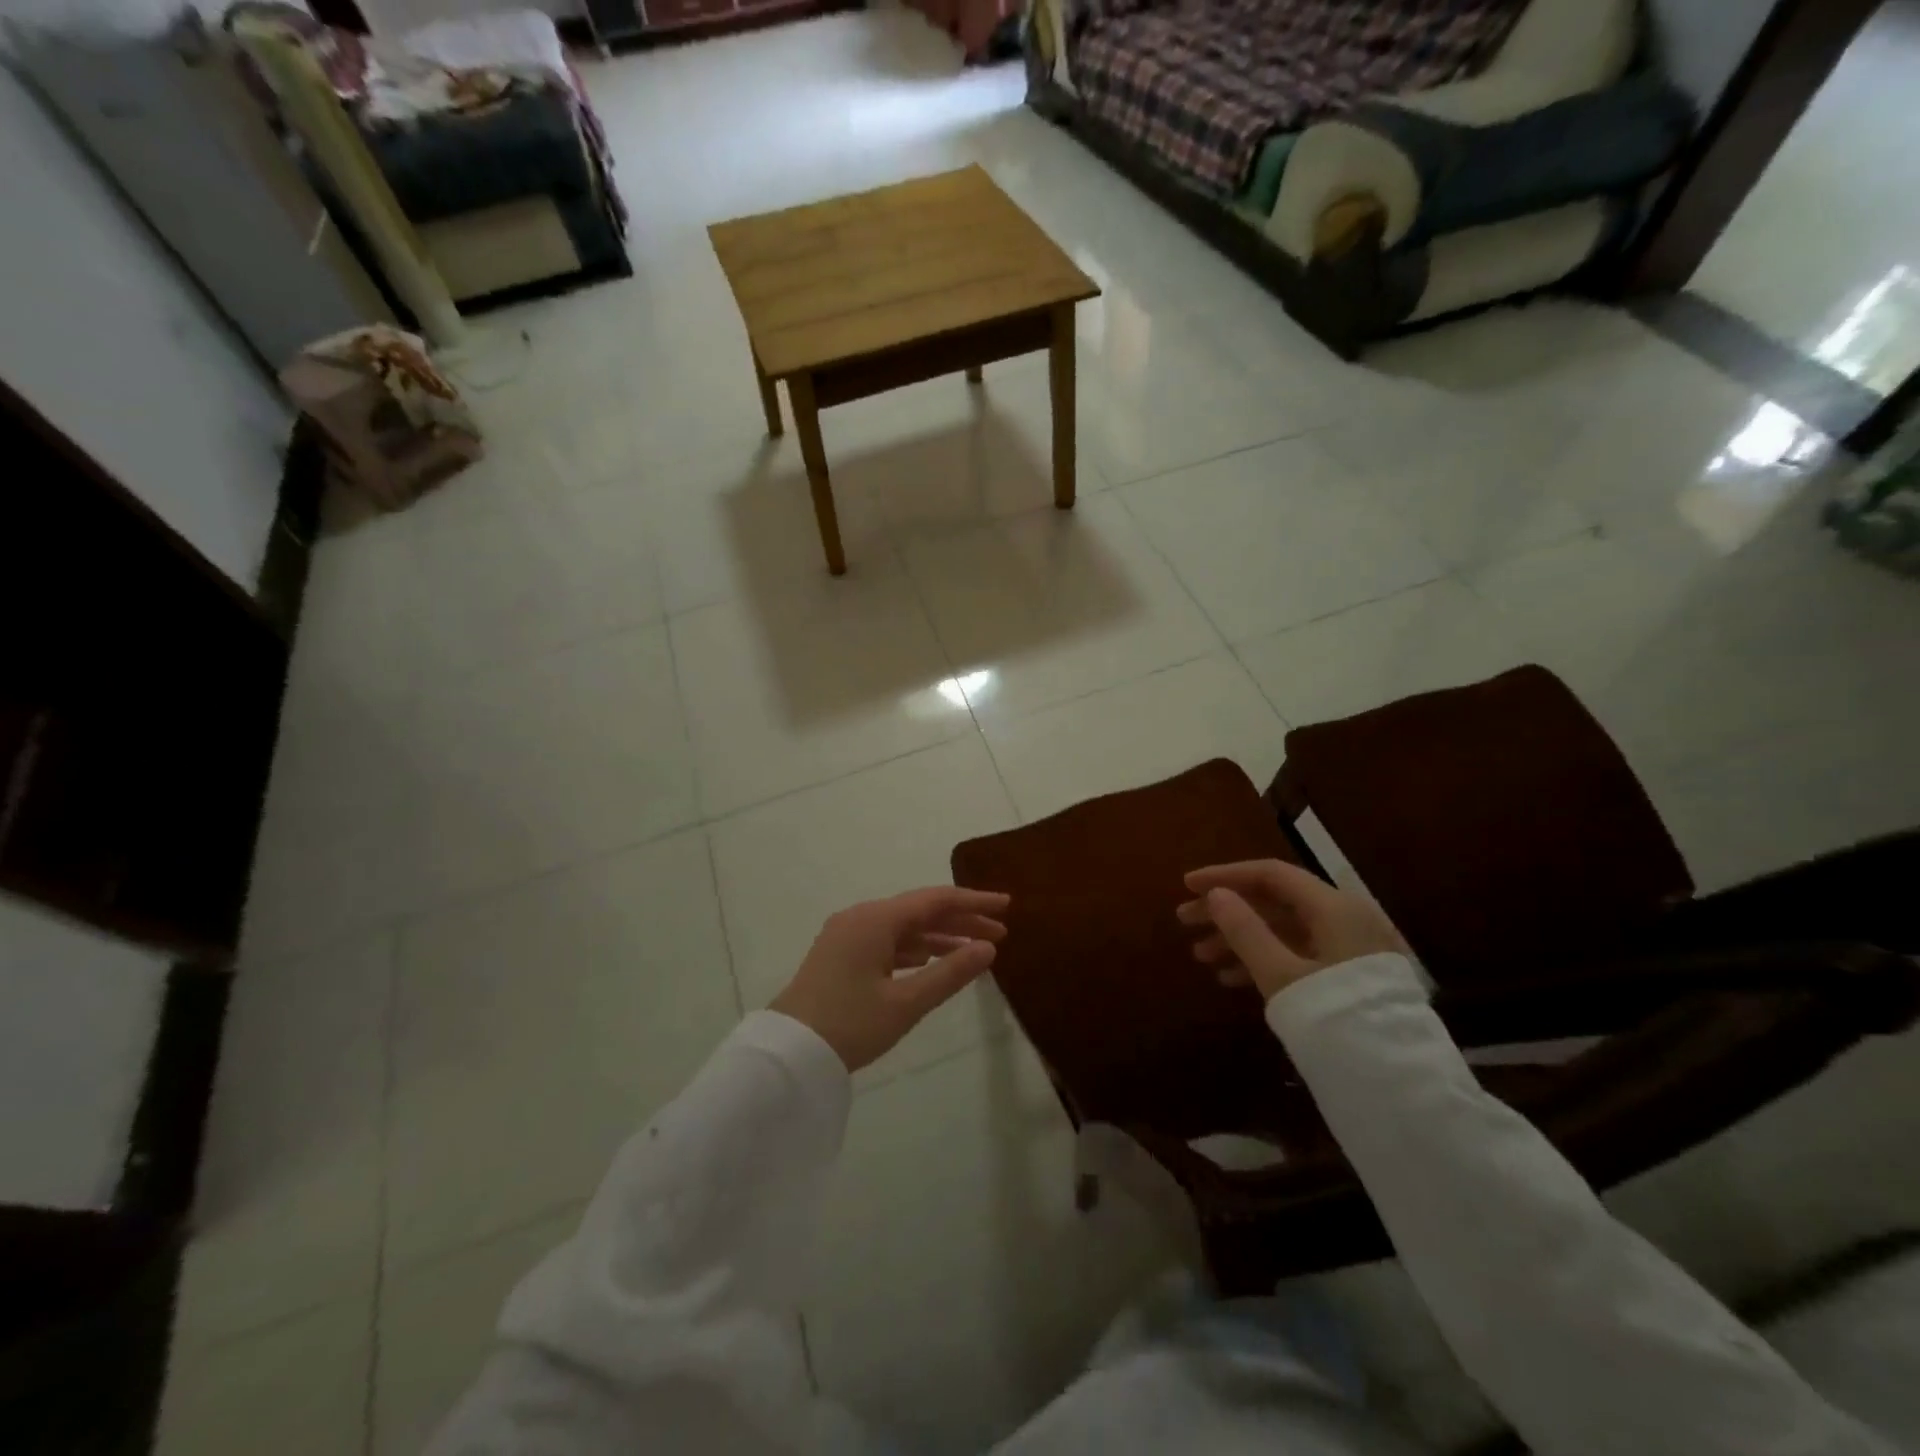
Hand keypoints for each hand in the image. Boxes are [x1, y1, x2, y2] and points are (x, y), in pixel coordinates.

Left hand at [770, 887, 1010, 1071]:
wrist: (787, 1055)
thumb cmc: (849, 1026)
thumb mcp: (906, 1003)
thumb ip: (950, 973)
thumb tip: (988, 948)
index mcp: (876, 919)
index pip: (935, 900)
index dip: (973, 901)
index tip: (1007, 905)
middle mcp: (861, 917)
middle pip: (920, 910)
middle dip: (961, 919)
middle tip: (999, 932)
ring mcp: (847, 935)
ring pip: (903, 926)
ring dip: (939, 935)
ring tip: (975, 948)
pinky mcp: (840, 954)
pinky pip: (887, 941)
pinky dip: (915, 948)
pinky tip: (933, 959)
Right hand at [1177, 859, 1408, 999]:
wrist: (1400, 1087)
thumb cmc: (1335, 1021)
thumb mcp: (1281, 975)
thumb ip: (1246, 931)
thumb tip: (1215, 895)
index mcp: (1334, 908)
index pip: (1271, 875)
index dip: (1225, 876)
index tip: (1187, 886)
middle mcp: (1345, 919)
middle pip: (1275, 901)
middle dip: (1228, 910)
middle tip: (1185, 921)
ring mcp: (1350, 949)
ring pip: (1284, 930)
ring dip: (1241, 938)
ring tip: (1201, 956)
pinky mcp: (1350, 977)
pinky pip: (1298, 953)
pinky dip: (1264, 959)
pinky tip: (1231, 978)